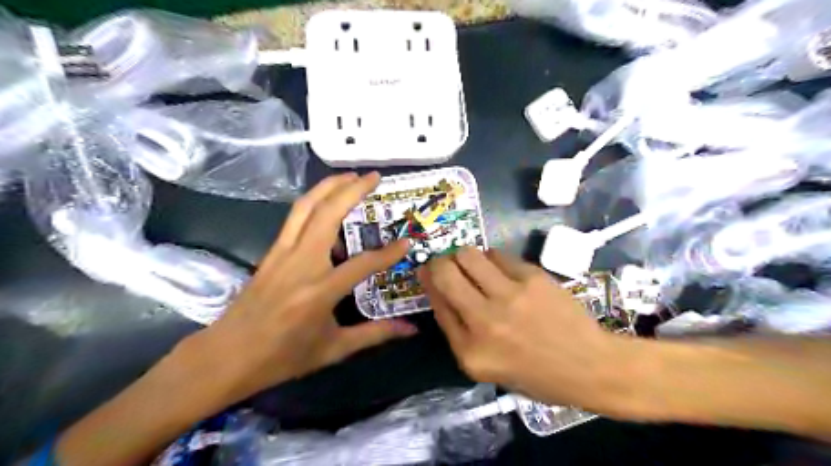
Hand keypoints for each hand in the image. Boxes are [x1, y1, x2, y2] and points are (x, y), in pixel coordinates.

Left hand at [188, 173, 414, 405]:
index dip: (389, 252)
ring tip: (349, 176)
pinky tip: (325, 201)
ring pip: (305, 208)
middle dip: (352, 190)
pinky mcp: (271, 253)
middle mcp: (301, 264)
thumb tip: (411, 330)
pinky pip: (294, 218)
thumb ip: (375, 334)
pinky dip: (312, 202)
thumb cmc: (282, 358)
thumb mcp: (333, 349)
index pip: (363, 263)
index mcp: (319, 291)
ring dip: (328, 187)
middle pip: (327, 214)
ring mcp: (282, 254)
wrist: (226, 357)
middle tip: (373, 176)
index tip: (407, 242)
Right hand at [419, 248, 632, 413]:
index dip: (428, 281)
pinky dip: (491, 258)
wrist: (589, 365)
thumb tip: (439, 290)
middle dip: (439, 262)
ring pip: (468, 255)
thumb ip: (458, 330)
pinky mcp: (532, 278)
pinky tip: (500, 269)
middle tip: (446, 263)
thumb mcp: (486, 366)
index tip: (427, 271)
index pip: (436, 303)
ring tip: (473, 264)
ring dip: (463, 255)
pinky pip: (497, 254)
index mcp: (470, 352)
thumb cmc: (535, 374)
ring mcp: (510, 296)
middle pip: (445, 272)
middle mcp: (485, 321)